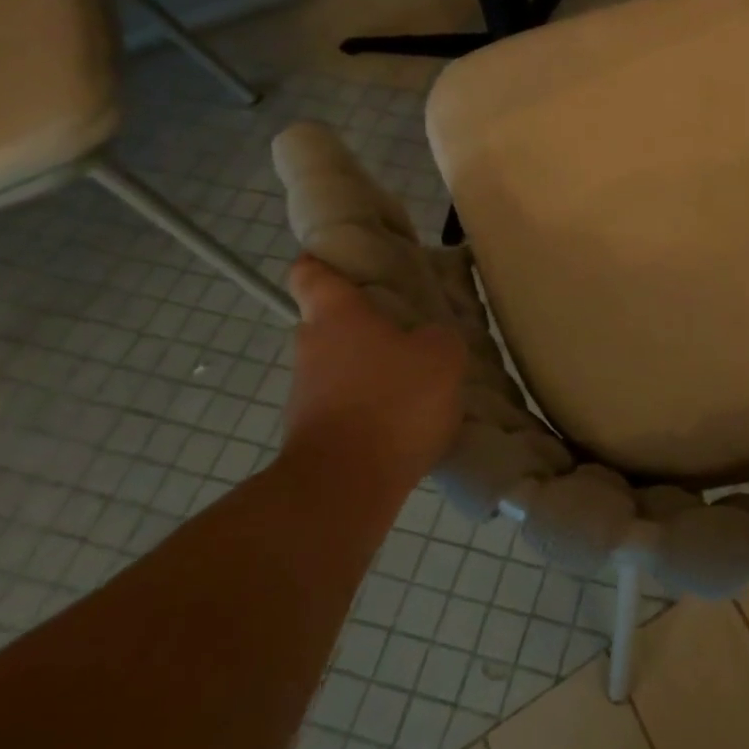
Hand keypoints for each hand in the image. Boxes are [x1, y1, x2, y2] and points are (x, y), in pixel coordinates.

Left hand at [283, 257, 466, 496]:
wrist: (344, 487)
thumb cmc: (392, 402)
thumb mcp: (443, 356)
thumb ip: (441, 338)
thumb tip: (431, 340)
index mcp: (336, 315)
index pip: (311, 271)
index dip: (326, 261)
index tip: (352, 263)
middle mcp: (311, 346)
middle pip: (331, 321)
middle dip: (366, 322)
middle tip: (410, 327)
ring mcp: (306, 394)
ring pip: (340, 365)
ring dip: (371, 368)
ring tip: (417, 380)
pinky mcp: (313, 433)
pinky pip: (346, 404)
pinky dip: (370, 406)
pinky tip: (406, 420)